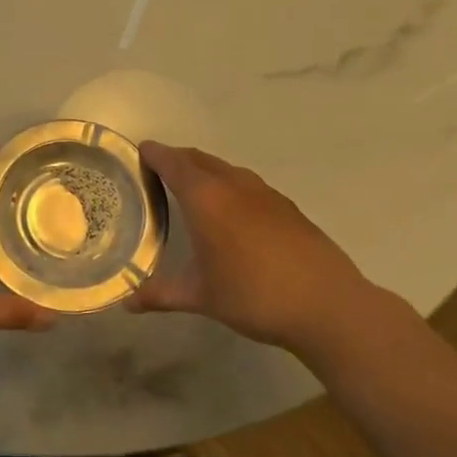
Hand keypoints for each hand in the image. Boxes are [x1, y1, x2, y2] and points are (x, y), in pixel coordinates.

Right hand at [130, 141, 387, 356]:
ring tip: (192, 188)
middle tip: (159, 169)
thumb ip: (161, 294)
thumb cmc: (253, 295)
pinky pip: (247, 184)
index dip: (155, 154)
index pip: (173, 163)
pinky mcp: (287, 207)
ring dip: (205, 170)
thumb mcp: (201, 296)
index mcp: (206, 198)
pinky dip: (230, 186)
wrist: (327, 305)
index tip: (140, 151)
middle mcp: (233, 185)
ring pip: (226, 169)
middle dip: (177, 159)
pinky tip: (232, 212)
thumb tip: (128, 302)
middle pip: (199, 159)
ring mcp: (264, 194)